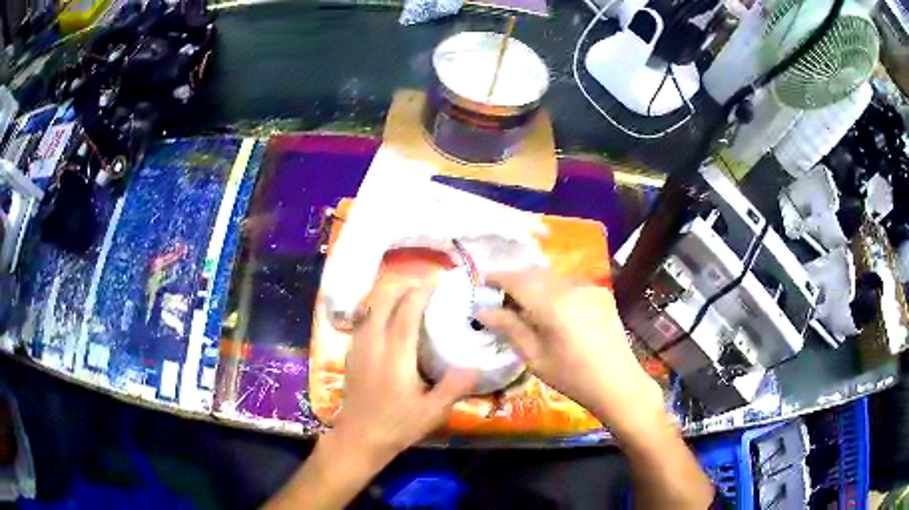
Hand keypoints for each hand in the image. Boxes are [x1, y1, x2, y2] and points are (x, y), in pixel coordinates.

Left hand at [330, 281, 476, 464]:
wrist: (358, 437)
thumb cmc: (396, 426)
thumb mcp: (431, 412)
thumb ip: (454, 387)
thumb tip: (477, 366)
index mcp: (395, 355)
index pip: (406, 311)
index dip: (422, 289)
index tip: (438, 276)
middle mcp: (373, 343)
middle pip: (383, 299)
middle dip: (404, 284)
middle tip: (426, 282)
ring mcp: (358, 346)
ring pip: (370, 305)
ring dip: (389, 292)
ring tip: (409, 291)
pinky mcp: (351, 352)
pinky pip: (363, 317)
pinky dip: (377, 305)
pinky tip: (388, 314)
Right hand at [478, 269, 663, 434]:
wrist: (617, 382)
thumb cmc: (571, 376)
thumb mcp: (534, 356)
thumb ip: (509, 327)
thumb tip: (482, 310)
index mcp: (551, 303)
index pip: (516, 280)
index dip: (497, 278)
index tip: (483, 283)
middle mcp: (571, 287)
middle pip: (535, 274)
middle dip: (516, 281)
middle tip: (502, 298)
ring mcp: (589, 287)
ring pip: (553, 277)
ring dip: (536, 285)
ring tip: (527, 305)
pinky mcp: (601, 293)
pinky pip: (570, 284)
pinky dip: (555, 291)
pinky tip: (555, 311)